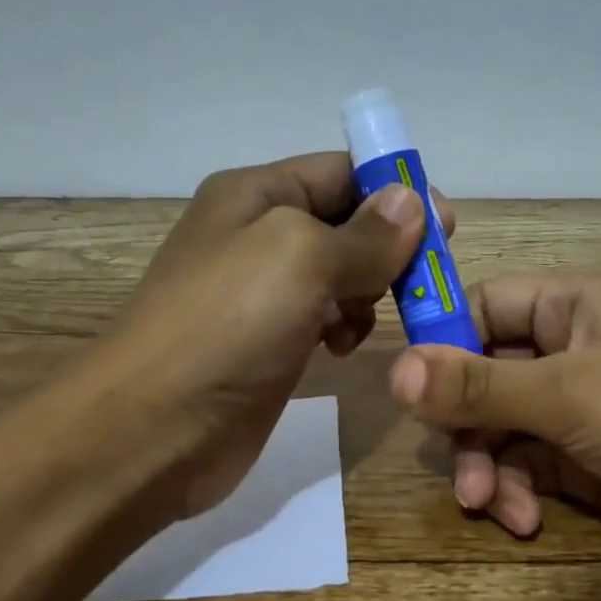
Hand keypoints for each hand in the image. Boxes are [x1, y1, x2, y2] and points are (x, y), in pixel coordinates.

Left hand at [107, 154, 451, 519]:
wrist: (155, 428)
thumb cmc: (227, 326)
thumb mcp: (301, 259)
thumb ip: (364, 233)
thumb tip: (412, 201)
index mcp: (256, 195)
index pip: (341, 171)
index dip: (395, 191)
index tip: (445, 226)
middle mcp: (257, 236)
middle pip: (345, 223)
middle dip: (387, 247)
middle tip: (422, 281)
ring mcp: (261, 295)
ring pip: (340, 275)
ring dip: (368, 291)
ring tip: (367, 319)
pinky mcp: (269, 345)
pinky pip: (324, 319)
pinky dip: (345, 327)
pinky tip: (342, 348)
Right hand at [387, 275, 600, 585]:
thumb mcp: (569, 395)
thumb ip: (478, 385)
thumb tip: (392, 372)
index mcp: (575, 305)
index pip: (484, 305)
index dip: (441, 339)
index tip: (406, 387)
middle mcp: (575, 350)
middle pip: (484, 375)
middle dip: (466, 423)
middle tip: (454, 465)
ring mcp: (582, 410)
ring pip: (501, 428)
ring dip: (488, 466)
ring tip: (489, 505)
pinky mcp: (588, 464)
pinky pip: (528, 468)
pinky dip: (517, 492)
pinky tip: (525, 520)